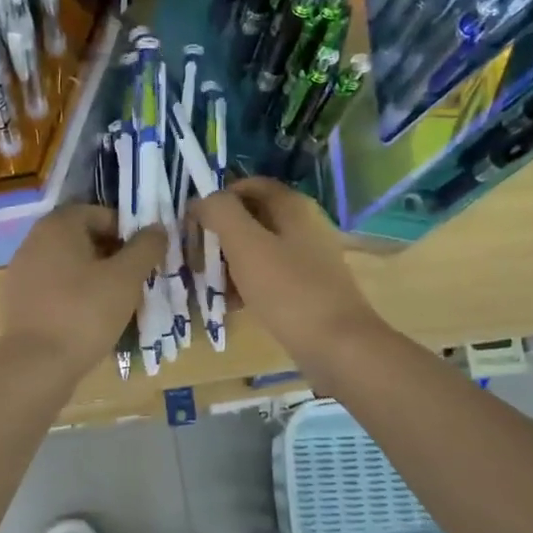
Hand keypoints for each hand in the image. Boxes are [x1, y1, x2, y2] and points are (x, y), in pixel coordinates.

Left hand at [0, 204, 164, 380]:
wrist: (36, 365)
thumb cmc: (85, 312)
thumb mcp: (126, 277)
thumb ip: (146, 247)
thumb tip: (157, 228)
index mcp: (58, 225)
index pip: (101, 214)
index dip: (128, 232)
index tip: (145, 258)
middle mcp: (34, 240)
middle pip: (85, 238)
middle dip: (114, 255)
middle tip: (136, 281)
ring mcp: (23, 271)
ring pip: (71, 264)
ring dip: (97, 276)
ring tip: (118, 303)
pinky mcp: (20, 300)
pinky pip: (56, 287)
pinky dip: (76, 295)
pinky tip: (92, 319)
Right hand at [193, 178, 385, 366]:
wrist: (338, 347)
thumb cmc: (288, 290)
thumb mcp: (246, 245)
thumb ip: (221, 213)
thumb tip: (202, 199)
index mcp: (292, 207)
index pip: (249, 185)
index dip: (219, 197)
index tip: (194, 221)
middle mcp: (303, 226)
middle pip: (252, 218)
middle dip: (220, 234)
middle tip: (196, 255)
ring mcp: (308, 259)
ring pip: (258, 249)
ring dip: (230, 261)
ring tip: (208, 283)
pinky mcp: (307, 288)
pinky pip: (269, 276)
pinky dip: (247, 283)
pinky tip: (231, 304)